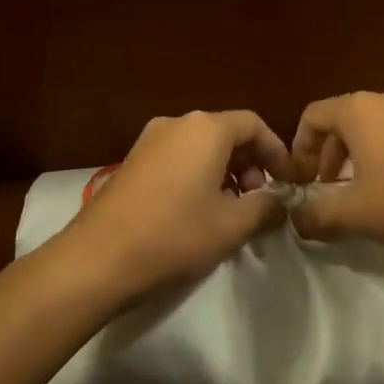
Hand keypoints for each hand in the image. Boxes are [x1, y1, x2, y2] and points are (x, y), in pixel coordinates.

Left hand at [70, 110, 292, 299]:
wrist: (96, 260)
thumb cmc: (173, 236)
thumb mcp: (231, 226)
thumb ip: (266, 208)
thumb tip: (282, 202)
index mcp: (206, 129)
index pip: (254, 125)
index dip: (276, 152)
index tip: (287, 182)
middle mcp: (177, 123)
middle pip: (227, 132)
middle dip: (251, 163)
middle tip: (259, 199)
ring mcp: (149, 140)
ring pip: (201, 146)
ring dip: (225, 171)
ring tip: (232, 209)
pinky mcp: (132, 160)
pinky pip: (178, 157)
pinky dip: (198, 174)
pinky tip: (199, 210)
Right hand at [289, 92, 383, 244]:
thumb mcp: (355, 214)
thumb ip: (316, 216)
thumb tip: (296, 219)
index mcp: (358, 110)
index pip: (312, 116)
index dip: (298, 149)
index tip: (301, 182)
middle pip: (343, 121)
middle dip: (329, 156)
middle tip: (329, 190)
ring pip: (375, 128)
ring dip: (360, 158)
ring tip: (365, 194)